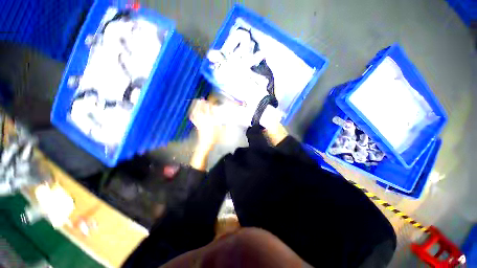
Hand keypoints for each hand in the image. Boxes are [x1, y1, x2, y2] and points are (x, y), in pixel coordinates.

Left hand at [189, 99, 221, 149]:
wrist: (206, 143)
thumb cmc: (215, 138)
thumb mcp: (221, 131)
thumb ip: (222, 125)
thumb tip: (223, 120)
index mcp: (212, 120)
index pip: (210, 111)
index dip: (210, 105)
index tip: (210, 102)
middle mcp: (205, 120)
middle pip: (202, 110)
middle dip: (202, 104)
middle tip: (202, 99)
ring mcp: (200, 122)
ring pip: (197, 112)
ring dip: (196, 107)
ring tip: (196, 101)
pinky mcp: (197, 125)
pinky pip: (193, 118)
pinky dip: (192, 114)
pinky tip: (192, 111)